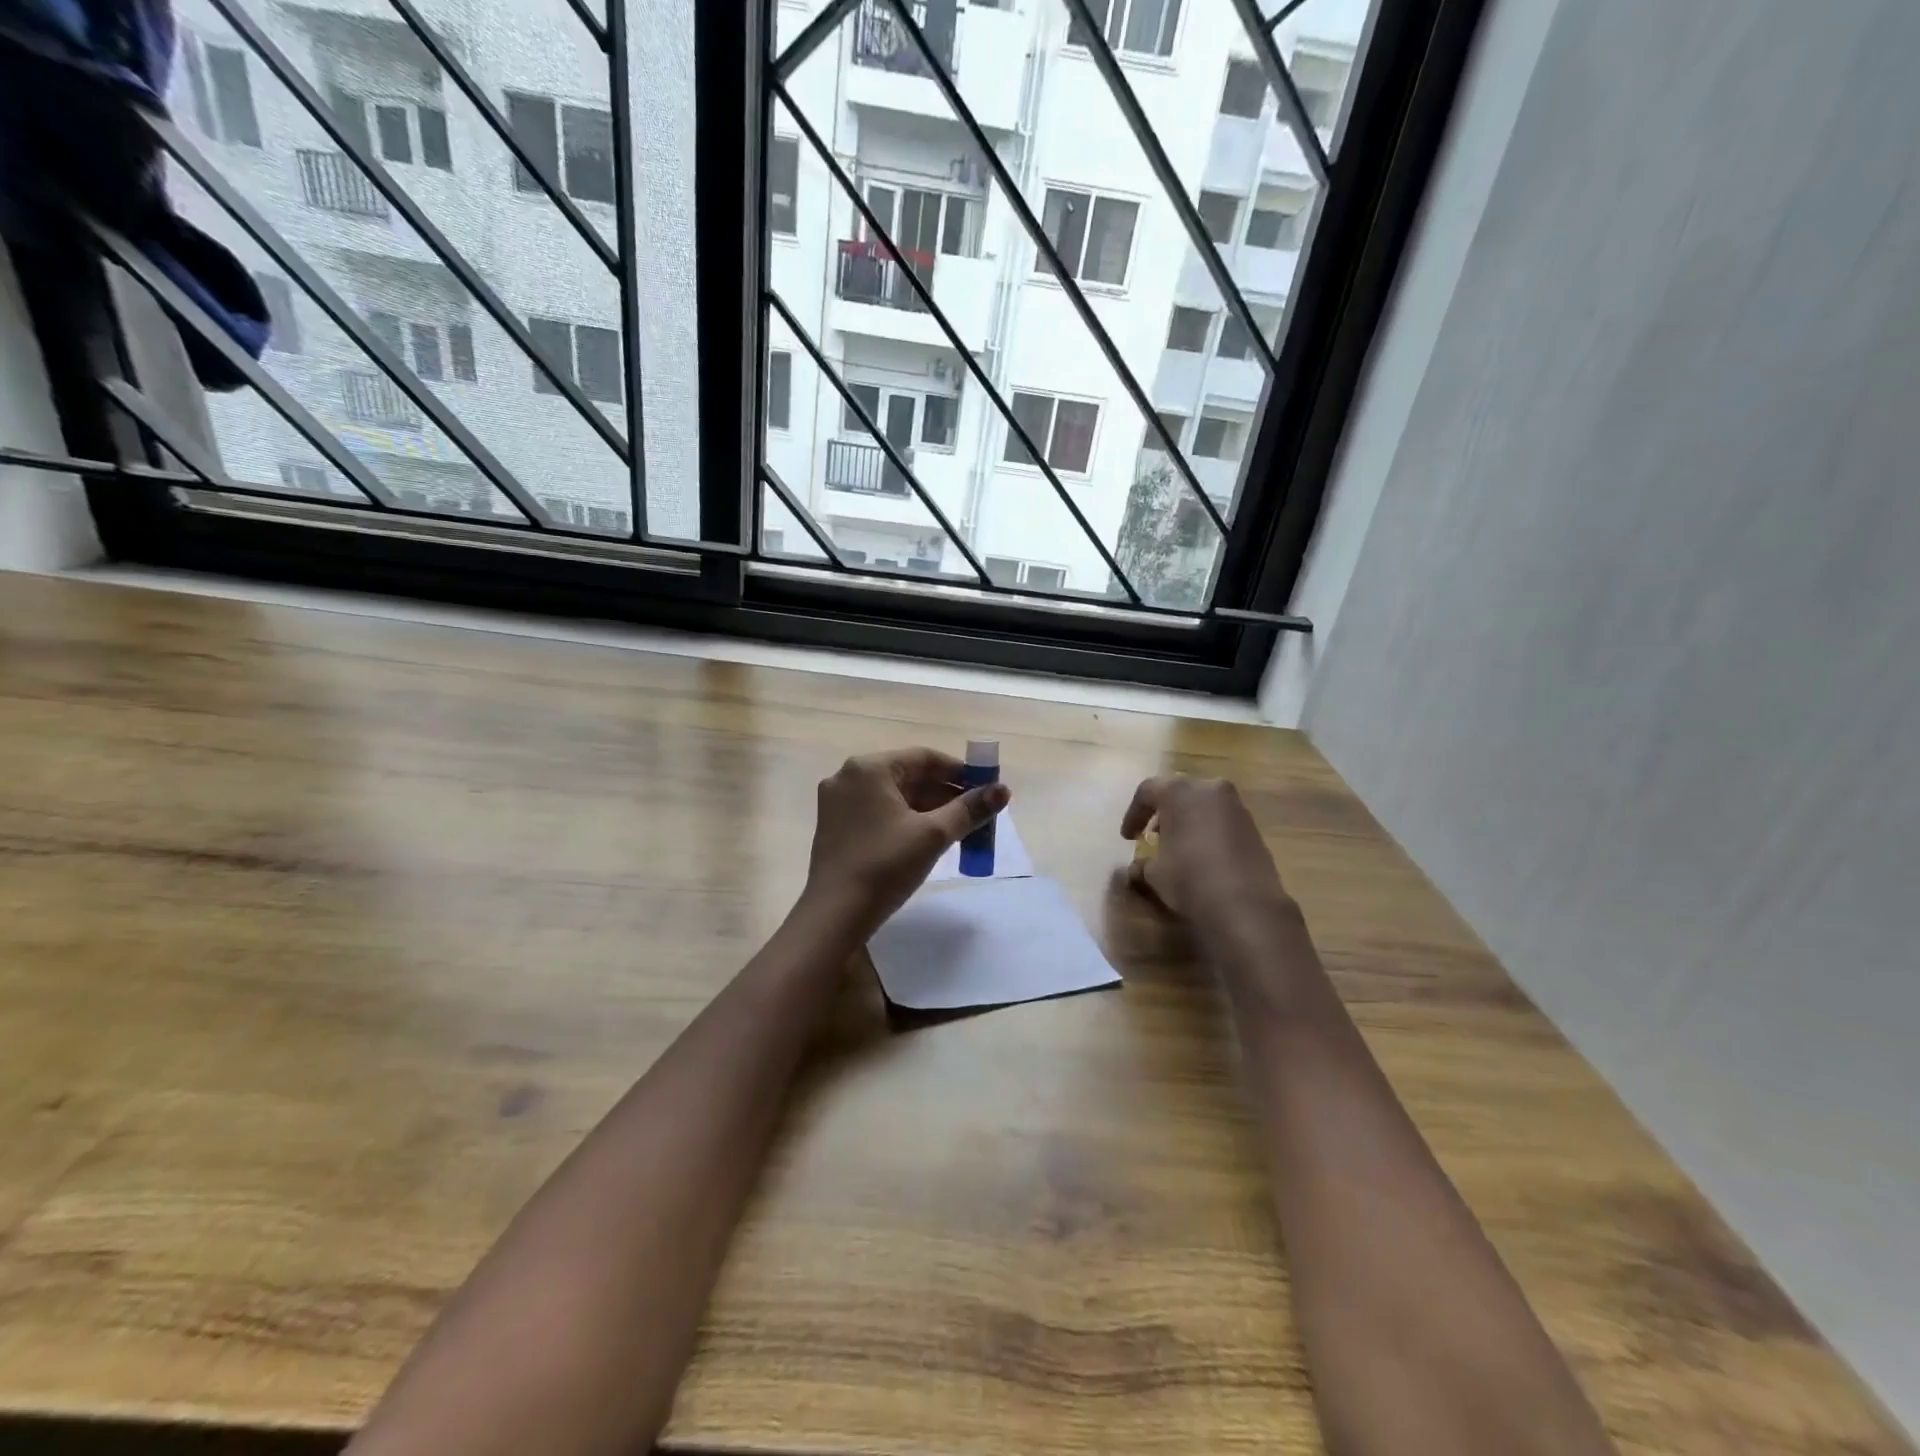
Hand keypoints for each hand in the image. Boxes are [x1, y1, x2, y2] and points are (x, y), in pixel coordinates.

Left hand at [805, 747, 1010, 934]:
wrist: (834, 916)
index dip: (959, 772)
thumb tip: (1003, 790)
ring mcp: (838, 803)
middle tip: (978, 813)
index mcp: (869, 768)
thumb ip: (969, 809)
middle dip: (946, 794)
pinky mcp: (836, 827)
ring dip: (929, 809)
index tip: (986, 789)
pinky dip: (906, 820)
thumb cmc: (885, 866)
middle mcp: (848, 777)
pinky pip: (880, 813)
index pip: (924, 758)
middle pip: (909, 776)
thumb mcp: (933, 835)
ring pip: (895, 797)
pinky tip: (929, 839)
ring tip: (961, 829)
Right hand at [1120, 775, 1288, 922]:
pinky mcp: (1254, 826)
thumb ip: (1142, 864)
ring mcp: (1236, 806)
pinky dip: (1208, 830)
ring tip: (1178, 846)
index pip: (1147, 791)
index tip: (1128, 837)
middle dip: (1163, 812)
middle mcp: (1210, 789)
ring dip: (1188, 820)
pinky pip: (1222, 820)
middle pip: (1179, 792)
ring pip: (1203, 804)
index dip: (1133, 814)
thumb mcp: (1154, 874)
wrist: (1245, 905)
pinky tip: (1203, 855)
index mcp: (1179, 792)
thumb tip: (1137, 868)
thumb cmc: (1189, 879)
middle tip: (1153, 835)